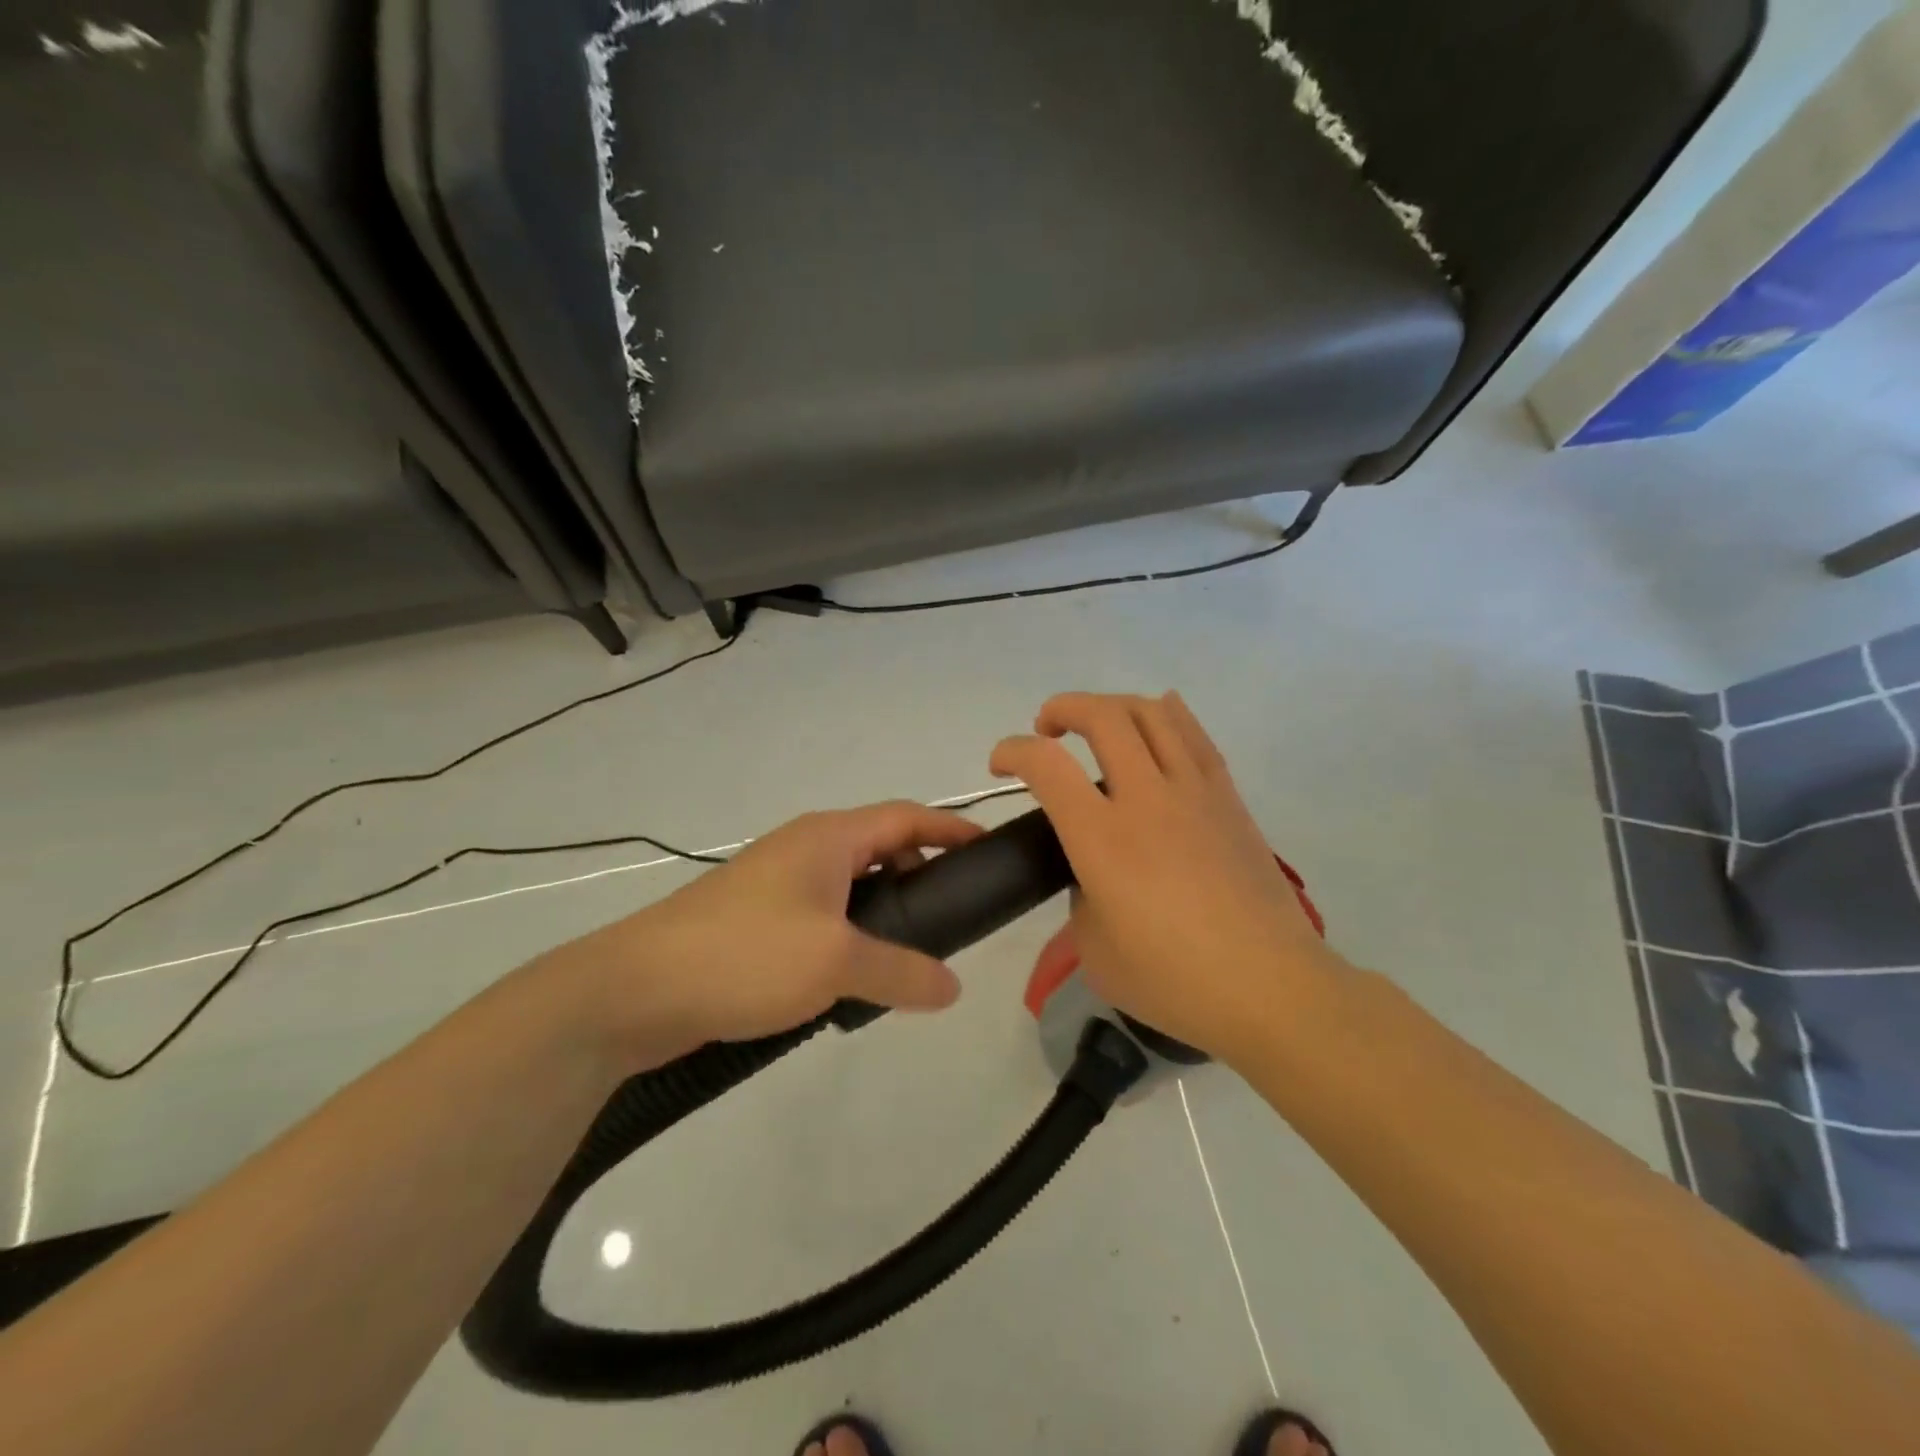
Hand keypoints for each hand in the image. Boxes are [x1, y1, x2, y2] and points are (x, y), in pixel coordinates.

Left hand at [542, 803, 984, 1070]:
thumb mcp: (836, 962)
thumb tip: (952, 987)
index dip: (951, 827)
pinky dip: (849, 934)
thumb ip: (902, 971)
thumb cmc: (745, 955)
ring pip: (850, 886)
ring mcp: (775, 883)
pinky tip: (854, 977)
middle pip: (880, 847)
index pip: (906, 815)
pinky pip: (821, 915)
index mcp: (828, 836)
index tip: (988, 850)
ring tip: (910, 954)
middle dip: (920, 874)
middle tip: (952, 918)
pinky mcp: (754, 919)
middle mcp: (804, 848)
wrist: (634, 989)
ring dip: (883, 910)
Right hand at [990, 692, 1341, 1066]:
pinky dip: (1169, 714)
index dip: (1012, 751)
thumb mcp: (1094, 951)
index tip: (1000, 765)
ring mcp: (1193, 792)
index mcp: (1102, 838)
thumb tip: (1093, 875)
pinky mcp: (1228, 799)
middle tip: (1046, 729)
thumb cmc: (1174, 980)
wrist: (1269, 986)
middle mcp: (1146, 799)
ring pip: (1152, 714)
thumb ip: (1081, 899)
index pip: (1046, 765)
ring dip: (1112, 705)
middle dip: (1062, 708)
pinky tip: (1158, 714)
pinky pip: (1195, 736)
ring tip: (1098, 723)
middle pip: (1102, 716)